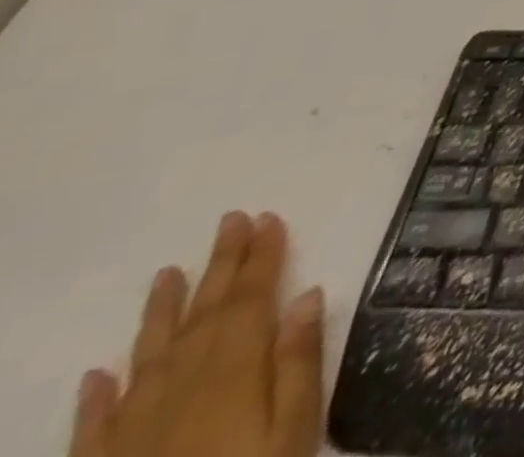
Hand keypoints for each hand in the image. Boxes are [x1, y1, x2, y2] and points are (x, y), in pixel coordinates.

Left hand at [68, 211, 323, 456]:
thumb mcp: (294, 428)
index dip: (262, 257)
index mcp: (234, 370)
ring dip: (160, 311)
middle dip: (220, 265)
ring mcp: (133, 428)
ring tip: (166, 273)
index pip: (251, 299)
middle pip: (204, 315)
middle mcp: (181, 385)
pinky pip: (95, 422)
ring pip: (149, 355)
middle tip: (230, 220)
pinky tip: (99, 371)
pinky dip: (99, 391)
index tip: (268, 217)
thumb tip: (307, 293)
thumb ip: (297, 361)